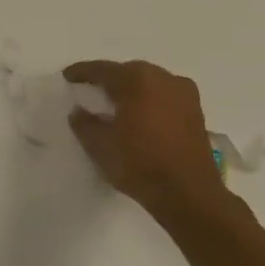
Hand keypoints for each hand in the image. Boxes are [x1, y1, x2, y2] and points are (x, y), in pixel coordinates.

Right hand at [63, 60, 231, 220]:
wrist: (190, 195)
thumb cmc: (139, 163)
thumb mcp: (98, 145)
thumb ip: (83, 122)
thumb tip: (79, 111)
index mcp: (137, 79)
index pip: (102, 69)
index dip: (82, 72)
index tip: (68, 76)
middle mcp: (163, 78)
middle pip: (128, 72)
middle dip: (109, 79)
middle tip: (91, 90)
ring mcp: (184, 94)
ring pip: (149, 83)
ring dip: (131, 90)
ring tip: (115, 104)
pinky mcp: (196, 113)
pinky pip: (165, 97)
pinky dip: (149, 101)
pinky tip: (139, 116)